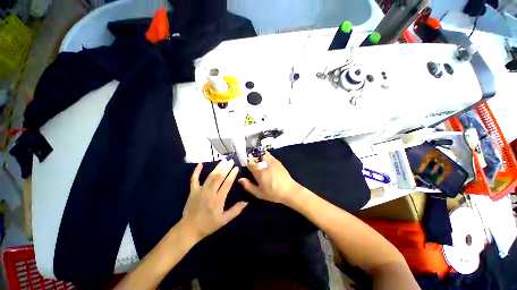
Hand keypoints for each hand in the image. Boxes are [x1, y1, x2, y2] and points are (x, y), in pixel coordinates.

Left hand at [181, 160, 247, 241]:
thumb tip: (246, 202)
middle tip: (231, 161)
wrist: (189, 229)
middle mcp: (210, 192)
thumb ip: (235, 211)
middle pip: (219, 177)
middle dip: (226, 168)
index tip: (236, 168)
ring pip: (210, 176)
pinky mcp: (193, 191)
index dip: (232, 174)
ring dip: (217, 167)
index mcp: (218, 199)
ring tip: (223, 161)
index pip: (227, 183)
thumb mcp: (224, 220)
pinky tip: (200, 164)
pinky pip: (194, 179)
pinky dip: (196, 171)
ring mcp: (200, 190)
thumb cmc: (208, 225)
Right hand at [238, 152, 302, 203]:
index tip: (244, 165)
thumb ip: (248, 186)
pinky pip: (268, 154)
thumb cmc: (273, 193)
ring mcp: (271, 160)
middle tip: (250, 162)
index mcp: (259, 171)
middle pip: (255, 156)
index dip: (245, 162)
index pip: (249, 162)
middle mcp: (265, 163)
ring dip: (257, 155)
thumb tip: (240, 179)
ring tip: (256, 160)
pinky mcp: (276, 160)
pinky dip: (263, 155)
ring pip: (261, 153)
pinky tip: (263, 160)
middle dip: (251, 157)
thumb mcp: (259, 193)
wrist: (289, 190)